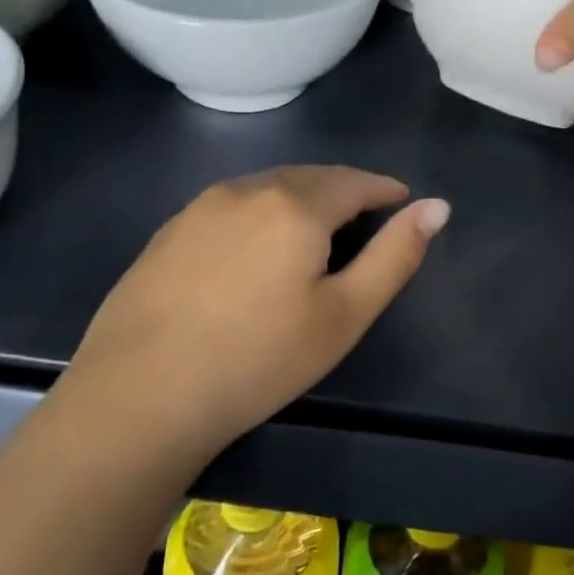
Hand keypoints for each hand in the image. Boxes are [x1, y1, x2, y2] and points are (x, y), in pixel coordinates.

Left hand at [58, 167, 448, 458]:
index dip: (385, 189)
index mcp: (296, 204)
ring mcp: (200, 207)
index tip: (403, 202)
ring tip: (317, 232)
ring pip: (268, 187)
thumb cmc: (258, 360)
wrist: (137, 397)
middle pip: (311, 177)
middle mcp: (247, 189)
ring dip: (302, 199)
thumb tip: (436, 207)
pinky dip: (261, 214)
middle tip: (366, 218)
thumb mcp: (344, 315)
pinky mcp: (168, 232)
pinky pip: (232, 206)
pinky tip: (257, 249)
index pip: (355, 181)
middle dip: (345, 191)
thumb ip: (396, 256)